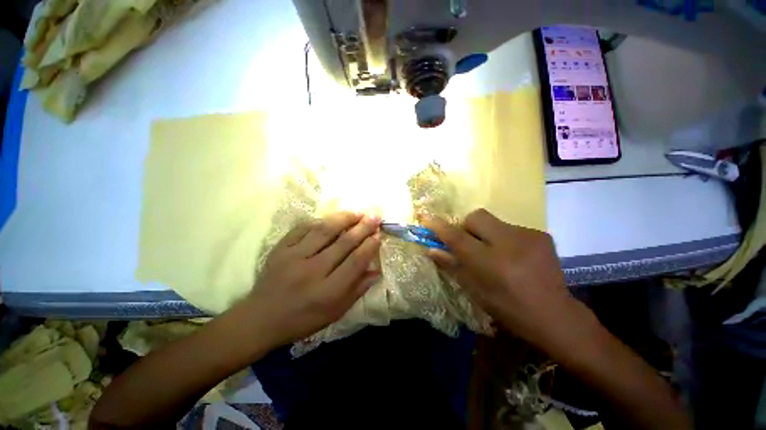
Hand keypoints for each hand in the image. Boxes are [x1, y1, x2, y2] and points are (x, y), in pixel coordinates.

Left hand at [247, 212, 381, 346]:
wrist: (260, 319)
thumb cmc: (302, 319)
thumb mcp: (334, 313)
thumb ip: (357, 290)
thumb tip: (376, 270)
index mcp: (327, 292)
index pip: (355, 262)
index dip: (369, 246)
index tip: (378, 234)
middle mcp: (312, 271)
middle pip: (343, 243)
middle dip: (362, 227)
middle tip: (374, 216)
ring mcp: (293, 257)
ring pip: (324, 230)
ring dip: (343, 218)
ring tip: (357, 212)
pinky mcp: (280, 248)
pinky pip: (303, 228)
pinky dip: (320, 220)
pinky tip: (331, 218)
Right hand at [422, 209, 580, 350]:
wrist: (556, 315)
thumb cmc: (509, 308)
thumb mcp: (475, 291)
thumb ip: (452, 266)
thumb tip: (431, 250)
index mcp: (490, 263)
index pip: (457, 237)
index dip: (439, 226)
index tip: (426, 217)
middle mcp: (509, 244)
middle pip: (476, 216)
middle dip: (466, 226)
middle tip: (470, 243)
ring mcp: (528, 236)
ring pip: (493, 221)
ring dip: (486, 233)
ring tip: (496, 253)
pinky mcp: (541, 235)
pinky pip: (510, 228)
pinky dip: (504, 238)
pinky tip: (513, 255)